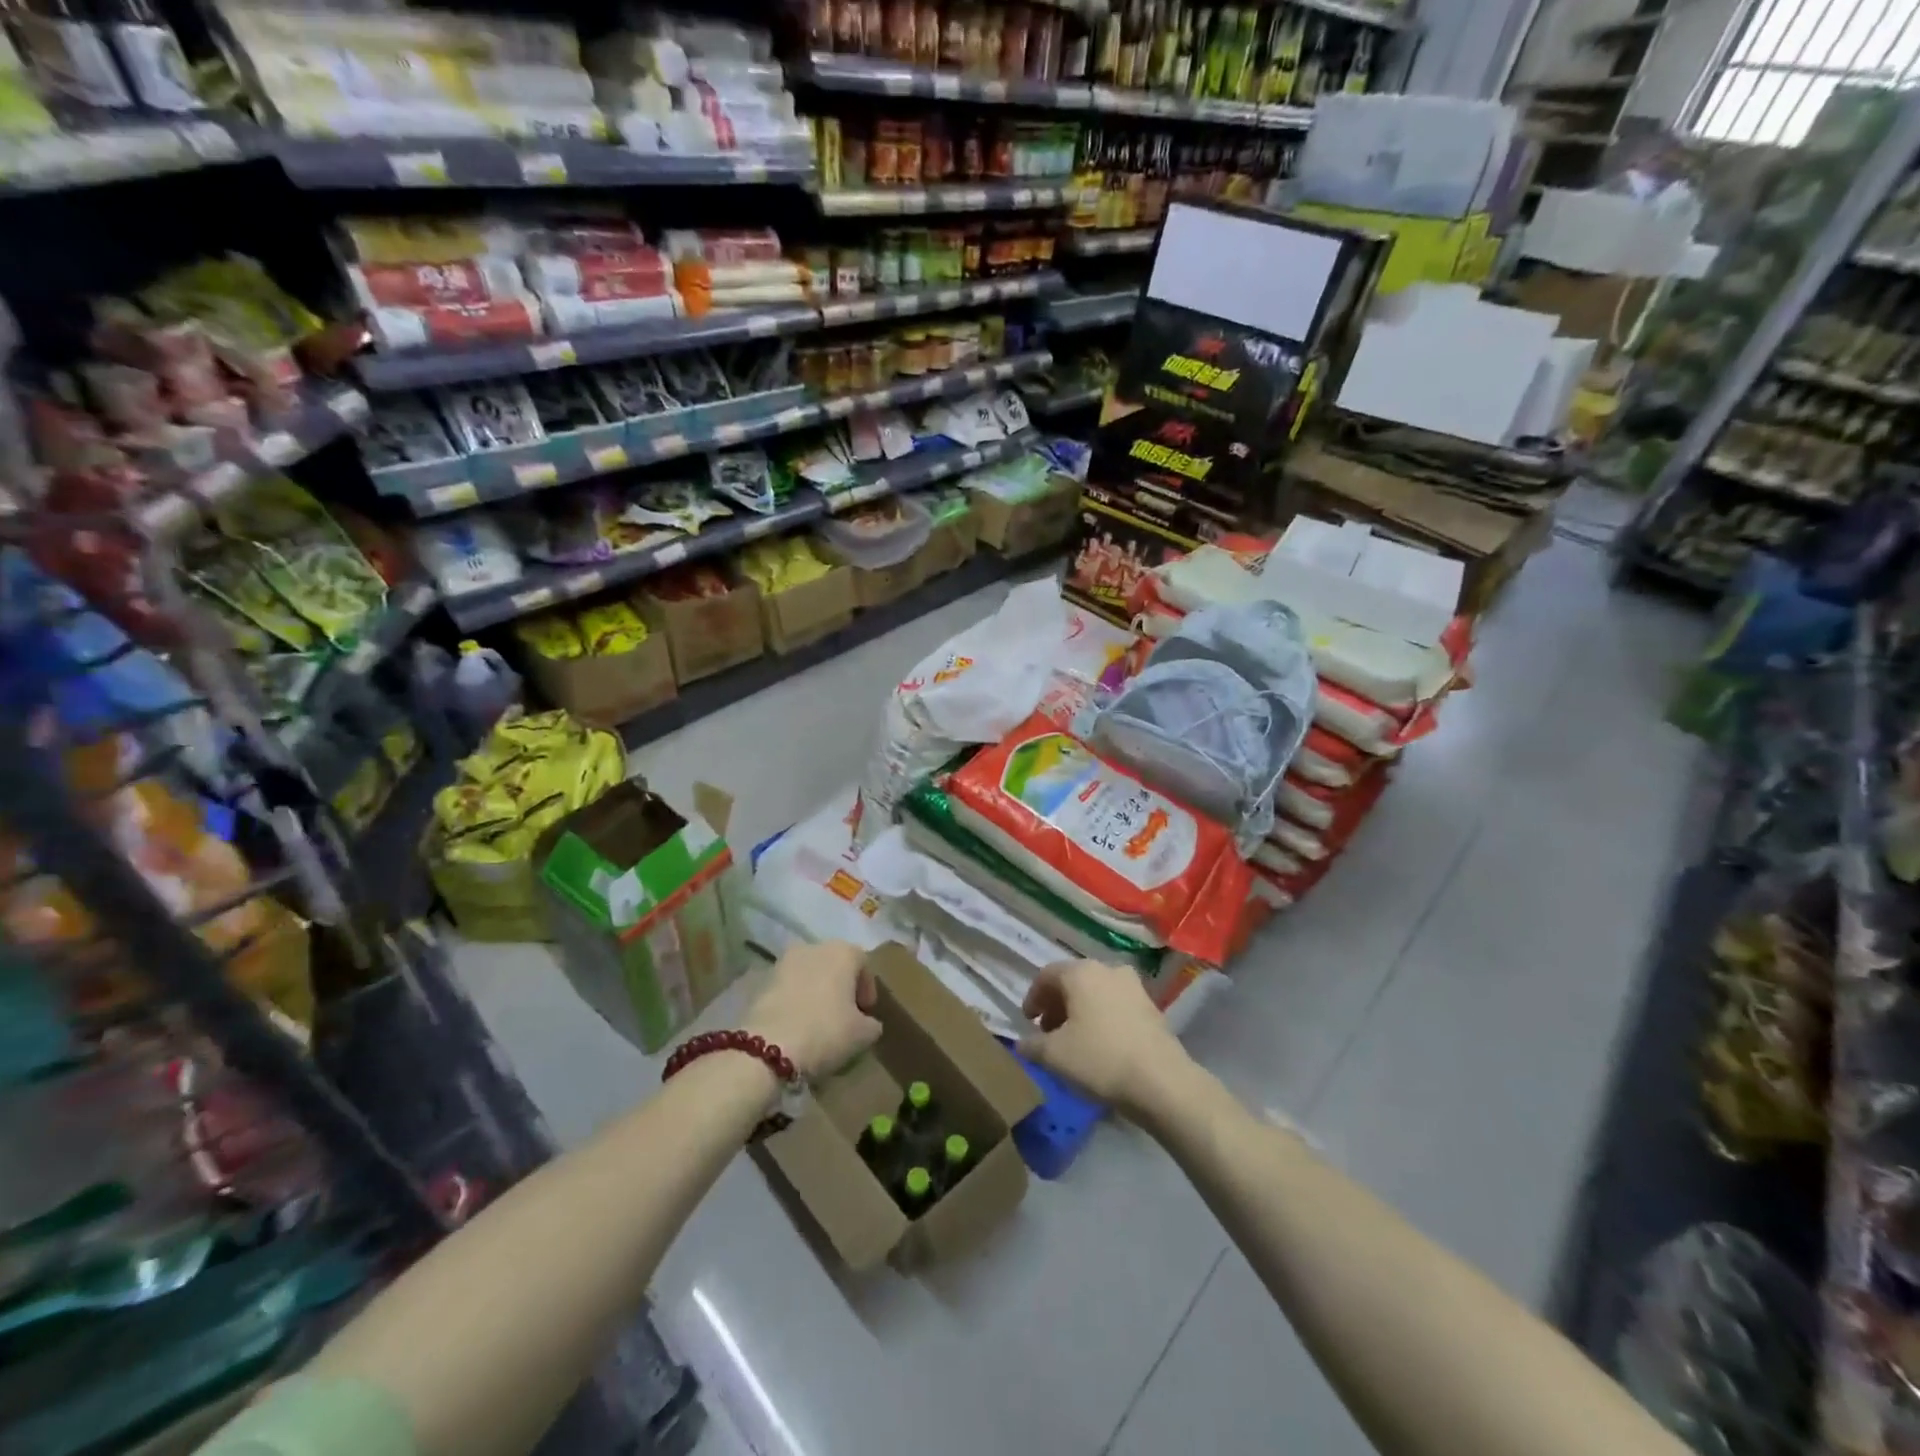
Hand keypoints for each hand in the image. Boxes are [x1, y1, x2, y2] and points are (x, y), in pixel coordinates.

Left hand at [745, 940, 881, 1081]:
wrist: (768, 1047)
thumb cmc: (826, 1032)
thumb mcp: (863, 1034)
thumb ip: (872, 1023)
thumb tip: (868, 1023)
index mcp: (843, 951)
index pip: (863, 963)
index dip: (867, 989)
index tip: (866, 1013)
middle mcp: (813, 947)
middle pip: (834, 964)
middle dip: (841, 987)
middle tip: (844, 1016)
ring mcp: (784, 962)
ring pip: (809, 974)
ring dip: (816, 992)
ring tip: (818, 1022)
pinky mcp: (761, 980)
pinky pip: (788, 988)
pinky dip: (795, 1000)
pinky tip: (796, 1025)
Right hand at [1019, 960, 1191, 1117]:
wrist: (1161, 1081)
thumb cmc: (1099, 1059)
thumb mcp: (1054, 1055)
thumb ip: (1032, 1045)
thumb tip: (1022, 1043)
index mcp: (1081, 972)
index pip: (1046, 975)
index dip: (1032, 997)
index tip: (1027, 1022)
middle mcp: (1108, 969)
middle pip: (1073, 981)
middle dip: (1056, 1005)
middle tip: (1047, 1032)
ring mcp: (1134, 987)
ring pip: (1096, 993)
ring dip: (1079, 1012)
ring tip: (1073, 1041)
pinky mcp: (1151, 1007)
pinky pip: (1116, 1005)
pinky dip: (1101, 1018)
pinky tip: (1099, 1045)